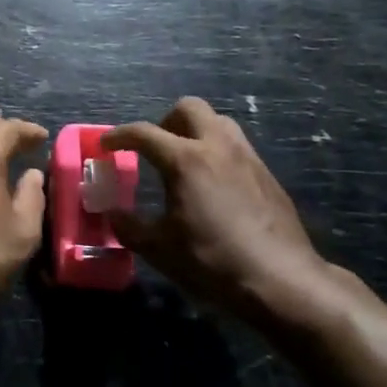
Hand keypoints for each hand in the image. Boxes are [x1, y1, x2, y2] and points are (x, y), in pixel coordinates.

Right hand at [105, 98, 335, 330]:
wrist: (281, 279)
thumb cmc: (212, 260)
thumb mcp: (159, 248)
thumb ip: (129, 226)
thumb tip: (112, 214)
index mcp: (185, 160)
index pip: (143, 133)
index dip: (119, 136)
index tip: (106, 145)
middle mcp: (217, 147)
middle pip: (188, 108)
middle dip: (165, 121)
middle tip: (154, 149)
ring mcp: (247, 157)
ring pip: (218, 121)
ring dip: (195, 131)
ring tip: (184, 162)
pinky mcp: (267, 173)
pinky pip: (236, 146)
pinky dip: (217, 152)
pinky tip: (213, 185)